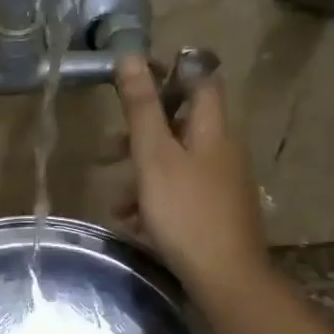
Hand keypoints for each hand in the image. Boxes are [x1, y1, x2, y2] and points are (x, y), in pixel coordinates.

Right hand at [113, 55, 270, 296]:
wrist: (226, 278)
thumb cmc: (186, 212)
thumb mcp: (154, 157)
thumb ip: (141, 109)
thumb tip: (131, 56)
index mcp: (212, 129)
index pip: (198, 81)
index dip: (167, 73)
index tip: (131, 79)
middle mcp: (222, 150)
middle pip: (178, 127)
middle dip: (139, 137)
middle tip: (107, 150)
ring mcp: (221, 184)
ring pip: (174, 165)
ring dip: (140, 178)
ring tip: (115, 204)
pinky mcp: (216, 212)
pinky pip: (180, 194)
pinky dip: (154, 202)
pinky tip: (135, 225)